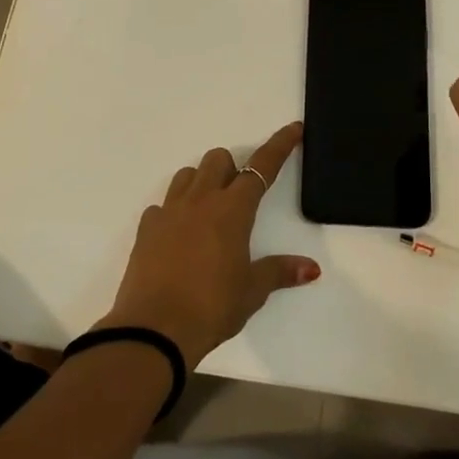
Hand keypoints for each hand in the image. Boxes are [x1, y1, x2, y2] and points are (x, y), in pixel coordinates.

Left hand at [102, 121, 318, 366]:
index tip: (293, 129)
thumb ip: (279, 272)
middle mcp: (200, 201)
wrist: (154, 329)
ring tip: (209, 214)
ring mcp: (169, 212)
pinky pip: (163, 205)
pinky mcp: (146, 229)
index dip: (280, 146)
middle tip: (240, 199)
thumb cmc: (212, 307)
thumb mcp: (252, 291)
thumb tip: (311, 268)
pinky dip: (175, 211)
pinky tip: (180, 236)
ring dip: (202, 182)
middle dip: (232, 168)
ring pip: (187, 175)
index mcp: (232, 210)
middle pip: (218, 160)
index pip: (262, 167)